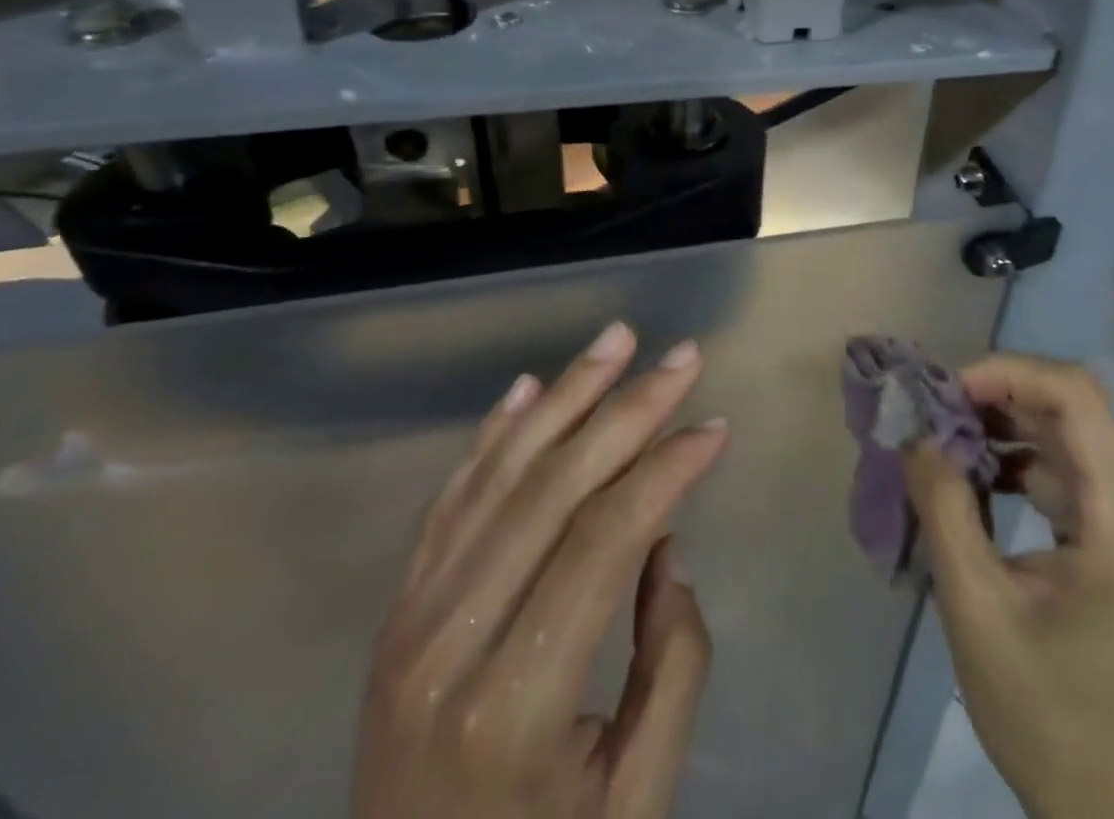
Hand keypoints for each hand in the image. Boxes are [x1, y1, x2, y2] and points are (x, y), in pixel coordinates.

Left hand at [354, 322, 728, 818]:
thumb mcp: (635, 805)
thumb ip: (672, 669)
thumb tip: (665, 546)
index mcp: (514, 703)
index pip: (604, 540)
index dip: (666, 470)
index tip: (715, 426)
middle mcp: (450, 642)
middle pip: (554, 487)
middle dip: (628, 409)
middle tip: (683, 357)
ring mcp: (410, 620)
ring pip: (501, 474)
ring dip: (566, 396)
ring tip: (617, 340)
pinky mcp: (397, 612)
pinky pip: (452, 498)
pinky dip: (494, 434)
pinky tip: (530, 388)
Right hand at [903, 355, 1113, 818]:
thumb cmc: (1046, 716)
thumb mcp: (975, 606)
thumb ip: (943, 506)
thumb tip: (916, 433)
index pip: (1077, 397)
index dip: (1008, 373)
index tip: (946, 390)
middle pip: (1074, 412)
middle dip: (997, 398)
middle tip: (934, 411)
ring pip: (1071, 440)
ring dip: (1007, 429)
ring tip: (946, 440)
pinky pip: (1073, 478)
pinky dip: (1023, 465)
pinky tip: (978, 481)